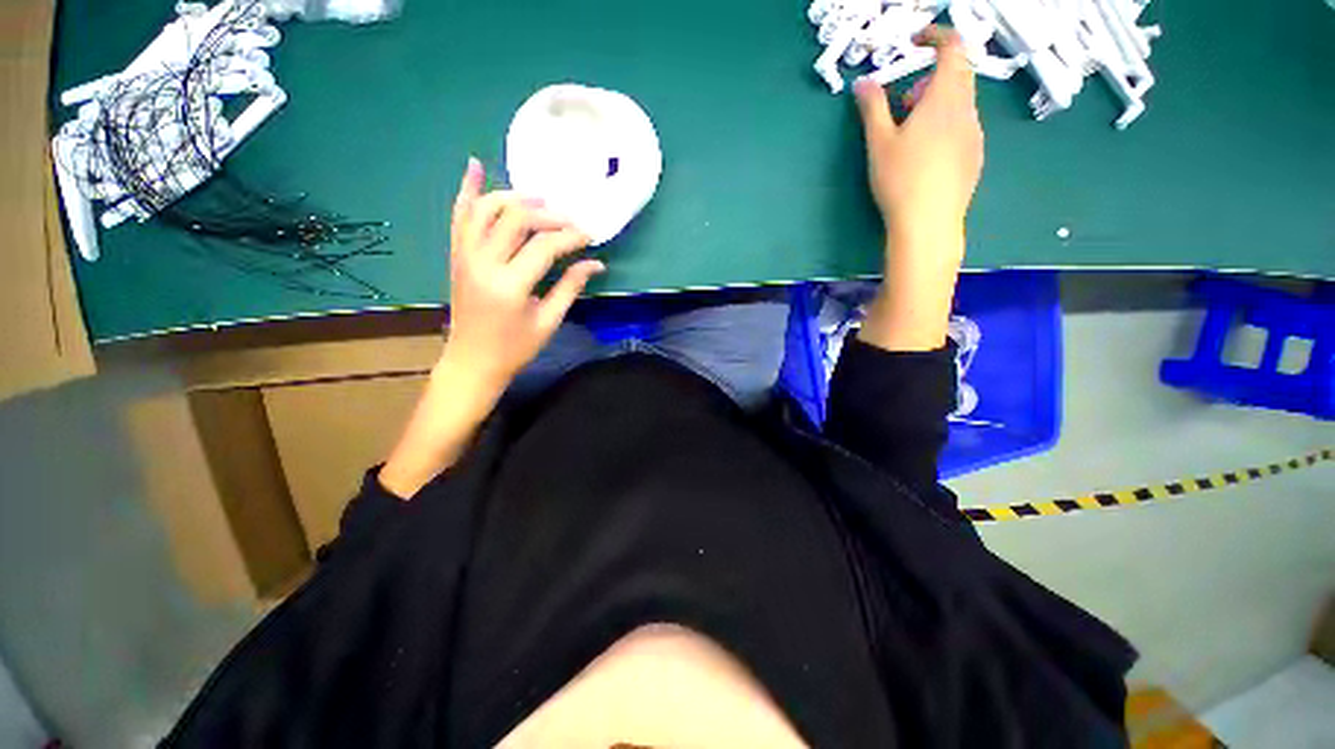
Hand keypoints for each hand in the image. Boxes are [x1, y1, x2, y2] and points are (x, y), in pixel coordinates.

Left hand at [443, 157, 604, 389]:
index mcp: (510, 285)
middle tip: (569, 220)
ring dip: (514, 197)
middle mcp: (483, 262)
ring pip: (486, 209)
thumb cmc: (515, 347)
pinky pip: (460, 216)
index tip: (589, 236)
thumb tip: (596, 263)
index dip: (570, 237)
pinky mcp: (456, 255)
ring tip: (540, 199)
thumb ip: (570, 287)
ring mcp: (464, 255)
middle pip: (516, 219)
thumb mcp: (548, 321)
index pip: (544, 246)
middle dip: (547, 215)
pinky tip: (475, 166)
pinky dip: (468, 190)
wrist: (472, 361)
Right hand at [852, 25, 983, 246]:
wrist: (928, 222)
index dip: (936, 36)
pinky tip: (926, 155)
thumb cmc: (900, 179)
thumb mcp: (879, 142)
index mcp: (944, 97)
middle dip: (931, 77)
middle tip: (904, 102)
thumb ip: (872, 108)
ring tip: (911, 133)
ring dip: (937, 103)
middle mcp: (967, 109)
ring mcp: (975, 134)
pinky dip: (946, 125)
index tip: (916, 41)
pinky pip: (963, 127)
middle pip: (958, 74)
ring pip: (960, 103)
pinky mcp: (975, 157)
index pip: (953, 47)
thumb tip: (863, 83)